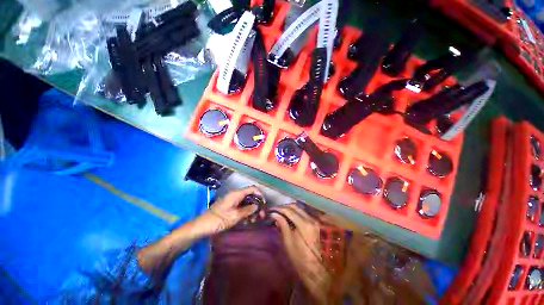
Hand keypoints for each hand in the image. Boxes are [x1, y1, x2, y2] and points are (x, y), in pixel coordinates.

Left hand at [196, 186, 263, 235]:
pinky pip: (242, 207)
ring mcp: (233, 201)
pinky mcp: (230, 207)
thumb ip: (248, 210)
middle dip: (257, 205)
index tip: (263, 204)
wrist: (202, 226)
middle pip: (251, 196)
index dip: (260, 195)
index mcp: (237, 194)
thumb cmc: (218, 220)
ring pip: (247, 203)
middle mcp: (236, 195)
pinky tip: (247, 221)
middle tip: (260, 216)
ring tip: (253, 221)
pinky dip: (246, 213)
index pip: (252, 189)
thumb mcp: (235, 216)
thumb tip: (257, 206)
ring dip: (252, 211)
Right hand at [270, 204, 330, 303]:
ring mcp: (317, 221)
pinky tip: (292, 217)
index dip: (279, 208)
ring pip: (301, 209)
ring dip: (291, 209)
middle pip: (296, 207)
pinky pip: (306, 213)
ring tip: (283, 213)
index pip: (289, 210)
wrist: (320, 273)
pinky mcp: (318, 224)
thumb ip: (282, 226)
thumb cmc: (301, 261)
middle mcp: (312, 219)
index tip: (272, 210)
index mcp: (305, 225)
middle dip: (284, 207)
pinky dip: (297, 213)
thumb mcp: (289, 244)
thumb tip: (274, 215)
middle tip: (276, 211)